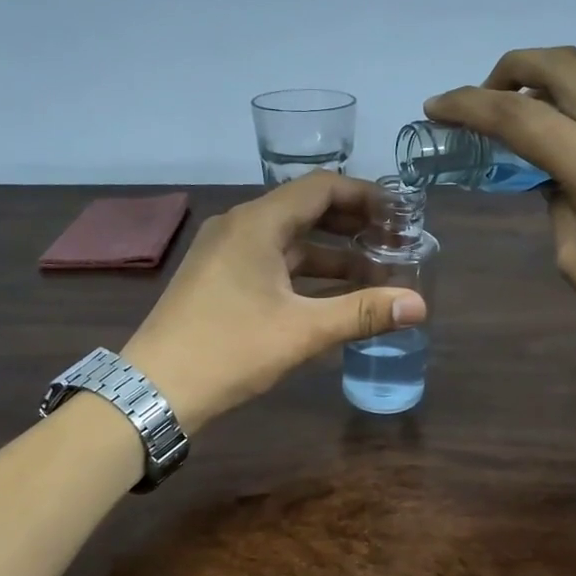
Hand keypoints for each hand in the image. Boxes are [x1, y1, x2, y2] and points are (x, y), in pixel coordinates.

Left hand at [122, 172, 426, 430]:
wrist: (156, 388)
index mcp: (257, 223)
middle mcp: (238, 226)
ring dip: (329, 253)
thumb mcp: (302, 331)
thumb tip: (419, 305)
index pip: (321, 187)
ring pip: (287, 240)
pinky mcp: (217, 278)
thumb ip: (362, 313)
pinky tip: (329, 295)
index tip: (400, 215)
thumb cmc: (230, 350)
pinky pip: (269, 261)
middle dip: (351, 225)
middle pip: (304, 210)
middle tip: (393, 243)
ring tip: (372, 273)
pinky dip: (303, 272)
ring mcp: (223, 252)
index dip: (365, 196)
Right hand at [425, 46, 575, 366]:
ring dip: (562, 78)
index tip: (436, 107)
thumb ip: (557, 202)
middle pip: (562, 66)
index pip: (516, 117)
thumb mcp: (573, 258)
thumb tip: (554, 175)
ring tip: (541, 108)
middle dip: (512, 70)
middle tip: (487, 96)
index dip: (467, 106)